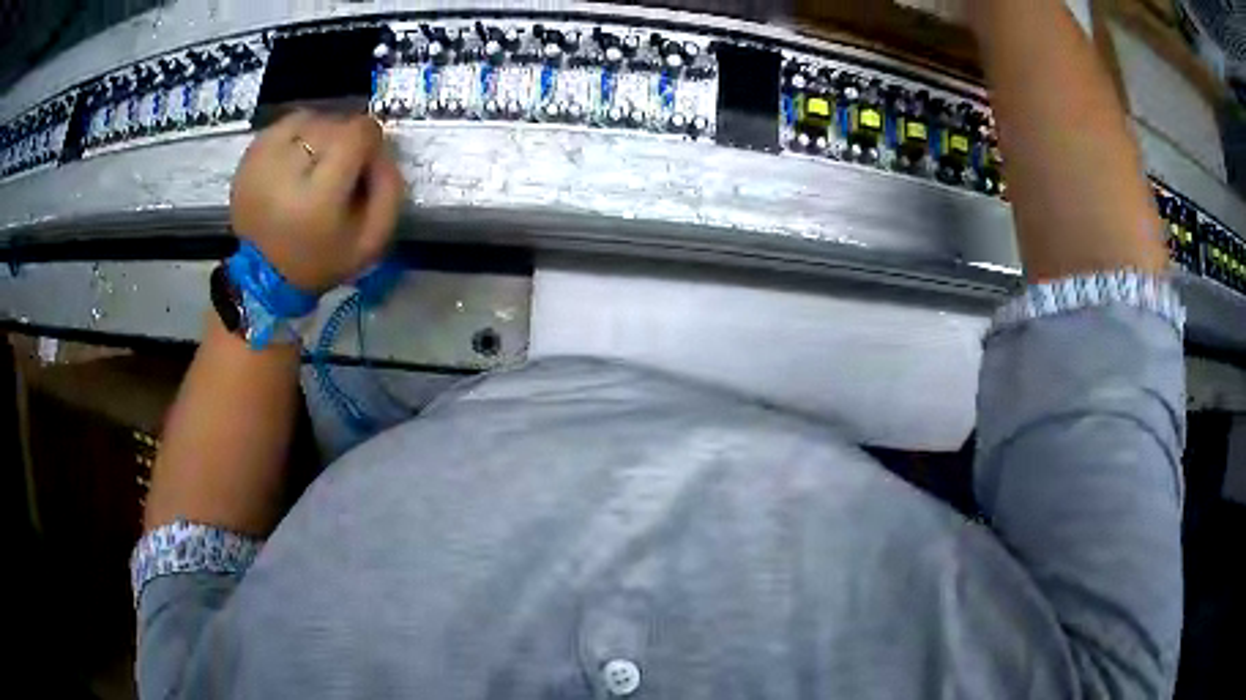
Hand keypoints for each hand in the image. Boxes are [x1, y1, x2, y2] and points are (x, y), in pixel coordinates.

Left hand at [230, 111, 405, 292]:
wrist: (265, 277)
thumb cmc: (322, 260)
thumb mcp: (372, 240)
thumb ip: (389, 189)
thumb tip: (383, 147)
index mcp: (318, 197)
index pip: (357, 133)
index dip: (370, 142)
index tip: (365, 163)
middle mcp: (286, 170)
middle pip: (334, 124)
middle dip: (344, 141)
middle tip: (340, 169)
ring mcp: (262, 160)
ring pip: (310, 119)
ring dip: (320, 135)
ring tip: (316, 163)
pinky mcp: (249, 156)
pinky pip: (284, 125)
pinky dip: (297, 135)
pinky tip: (296, 160)